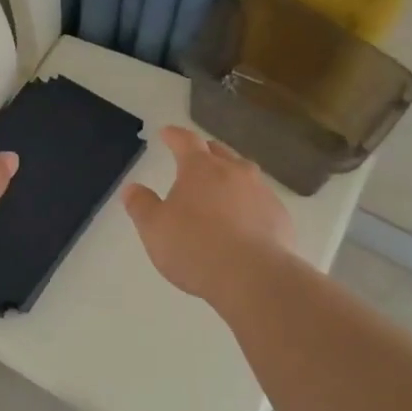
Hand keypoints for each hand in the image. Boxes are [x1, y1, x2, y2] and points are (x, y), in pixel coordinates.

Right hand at [122, 126, 295, 304]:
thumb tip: (131, 188)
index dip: (174, 135)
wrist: (254, 277)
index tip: (166, 133)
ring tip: (220, 188)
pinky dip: (248, 203)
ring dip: (230, 175)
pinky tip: (243, 220)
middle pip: (219, 151)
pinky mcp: (280, 216)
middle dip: (204, 151)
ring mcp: (261, 192)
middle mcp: (234, 171)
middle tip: (194, 158)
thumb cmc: (195, 248)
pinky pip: (260, 200)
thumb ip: (141, 206)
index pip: (185, 140)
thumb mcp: (154, 229)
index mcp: (200, 168)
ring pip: (244, 173)